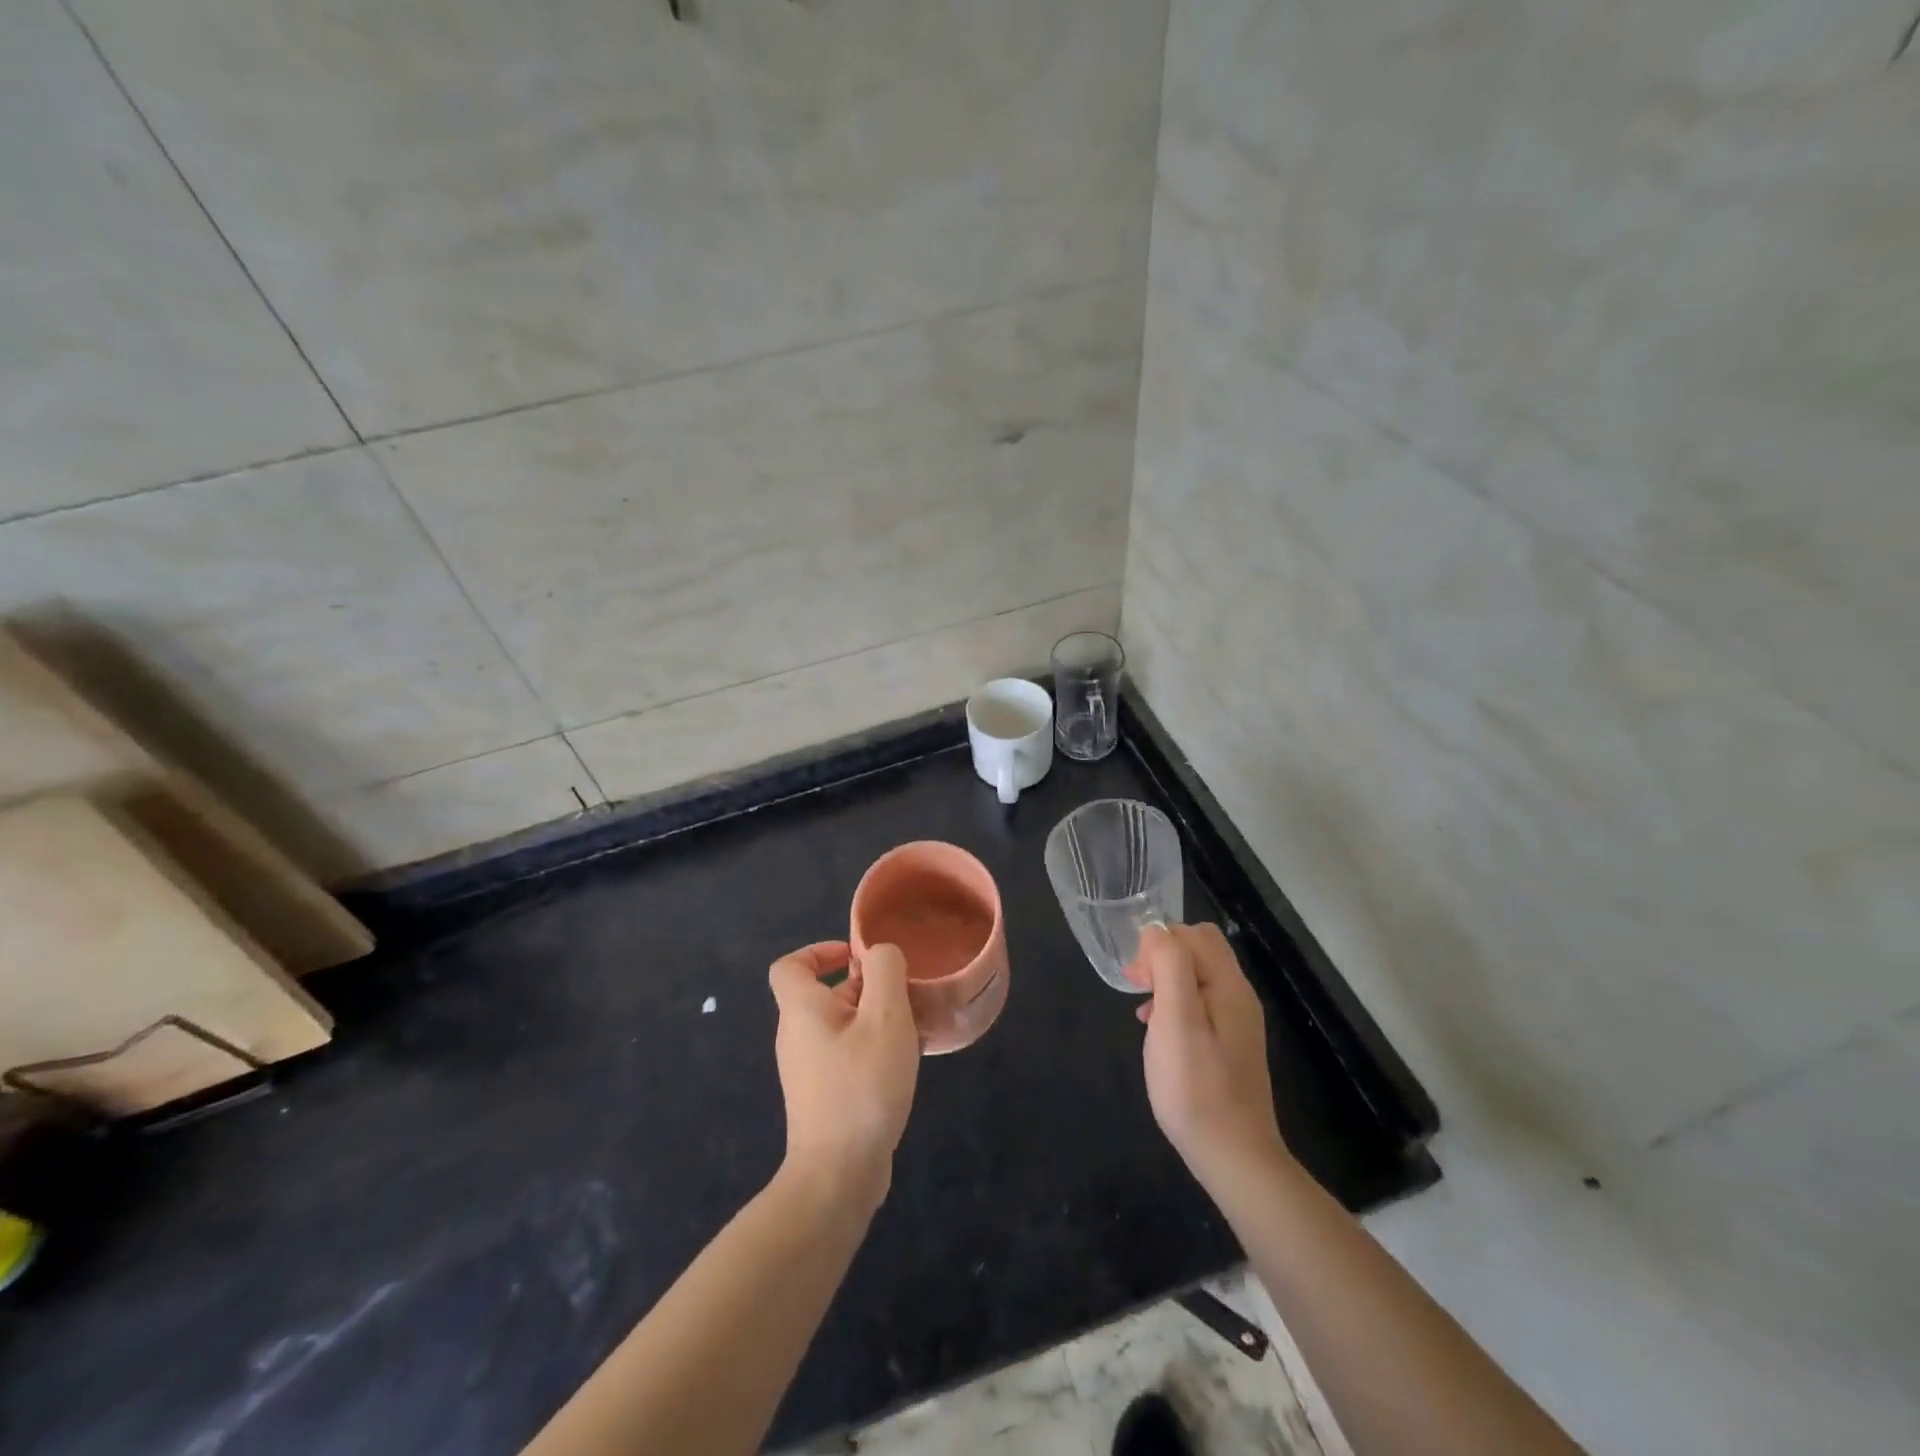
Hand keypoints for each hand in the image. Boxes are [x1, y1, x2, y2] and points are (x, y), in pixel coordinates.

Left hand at [768, 941, 919, 1212]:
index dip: (820, 951)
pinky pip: (846, 1054)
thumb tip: (879, 953)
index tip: (857, 957)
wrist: (838, 1175)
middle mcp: (797, 1036)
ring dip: (875, 1019)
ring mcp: (807, 1069)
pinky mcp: (822, 1096)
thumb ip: (885, 971)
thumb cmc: (862, 1085)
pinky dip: (872, 1048)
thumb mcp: (885, 1017)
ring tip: (912, 1030)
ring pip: (841, 1025)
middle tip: (903, 996)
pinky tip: (904, 1063)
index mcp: (801, 1010)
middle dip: (866, 987)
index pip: (791, 965)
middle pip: (825, 993)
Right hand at [1128, 923, 1288, 1180]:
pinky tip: (1158, 1033)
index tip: (1137, 977)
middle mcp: (1238, 996)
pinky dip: (1175, 1006)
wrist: (1233, 1156)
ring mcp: (1236, 1022)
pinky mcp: (1229, 1045)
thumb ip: (1169, 967)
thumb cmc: (1196, 1086)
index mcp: (1229, 985)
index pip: (1196, 934)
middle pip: (1199, 951)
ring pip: (1196, 978)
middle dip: (1162, 959)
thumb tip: (1157, 931)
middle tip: (1137, 989)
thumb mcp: (1175, 1020)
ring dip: (1165, 983)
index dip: (1161, 943)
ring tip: (1144, 1012)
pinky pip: (1200, 1005)